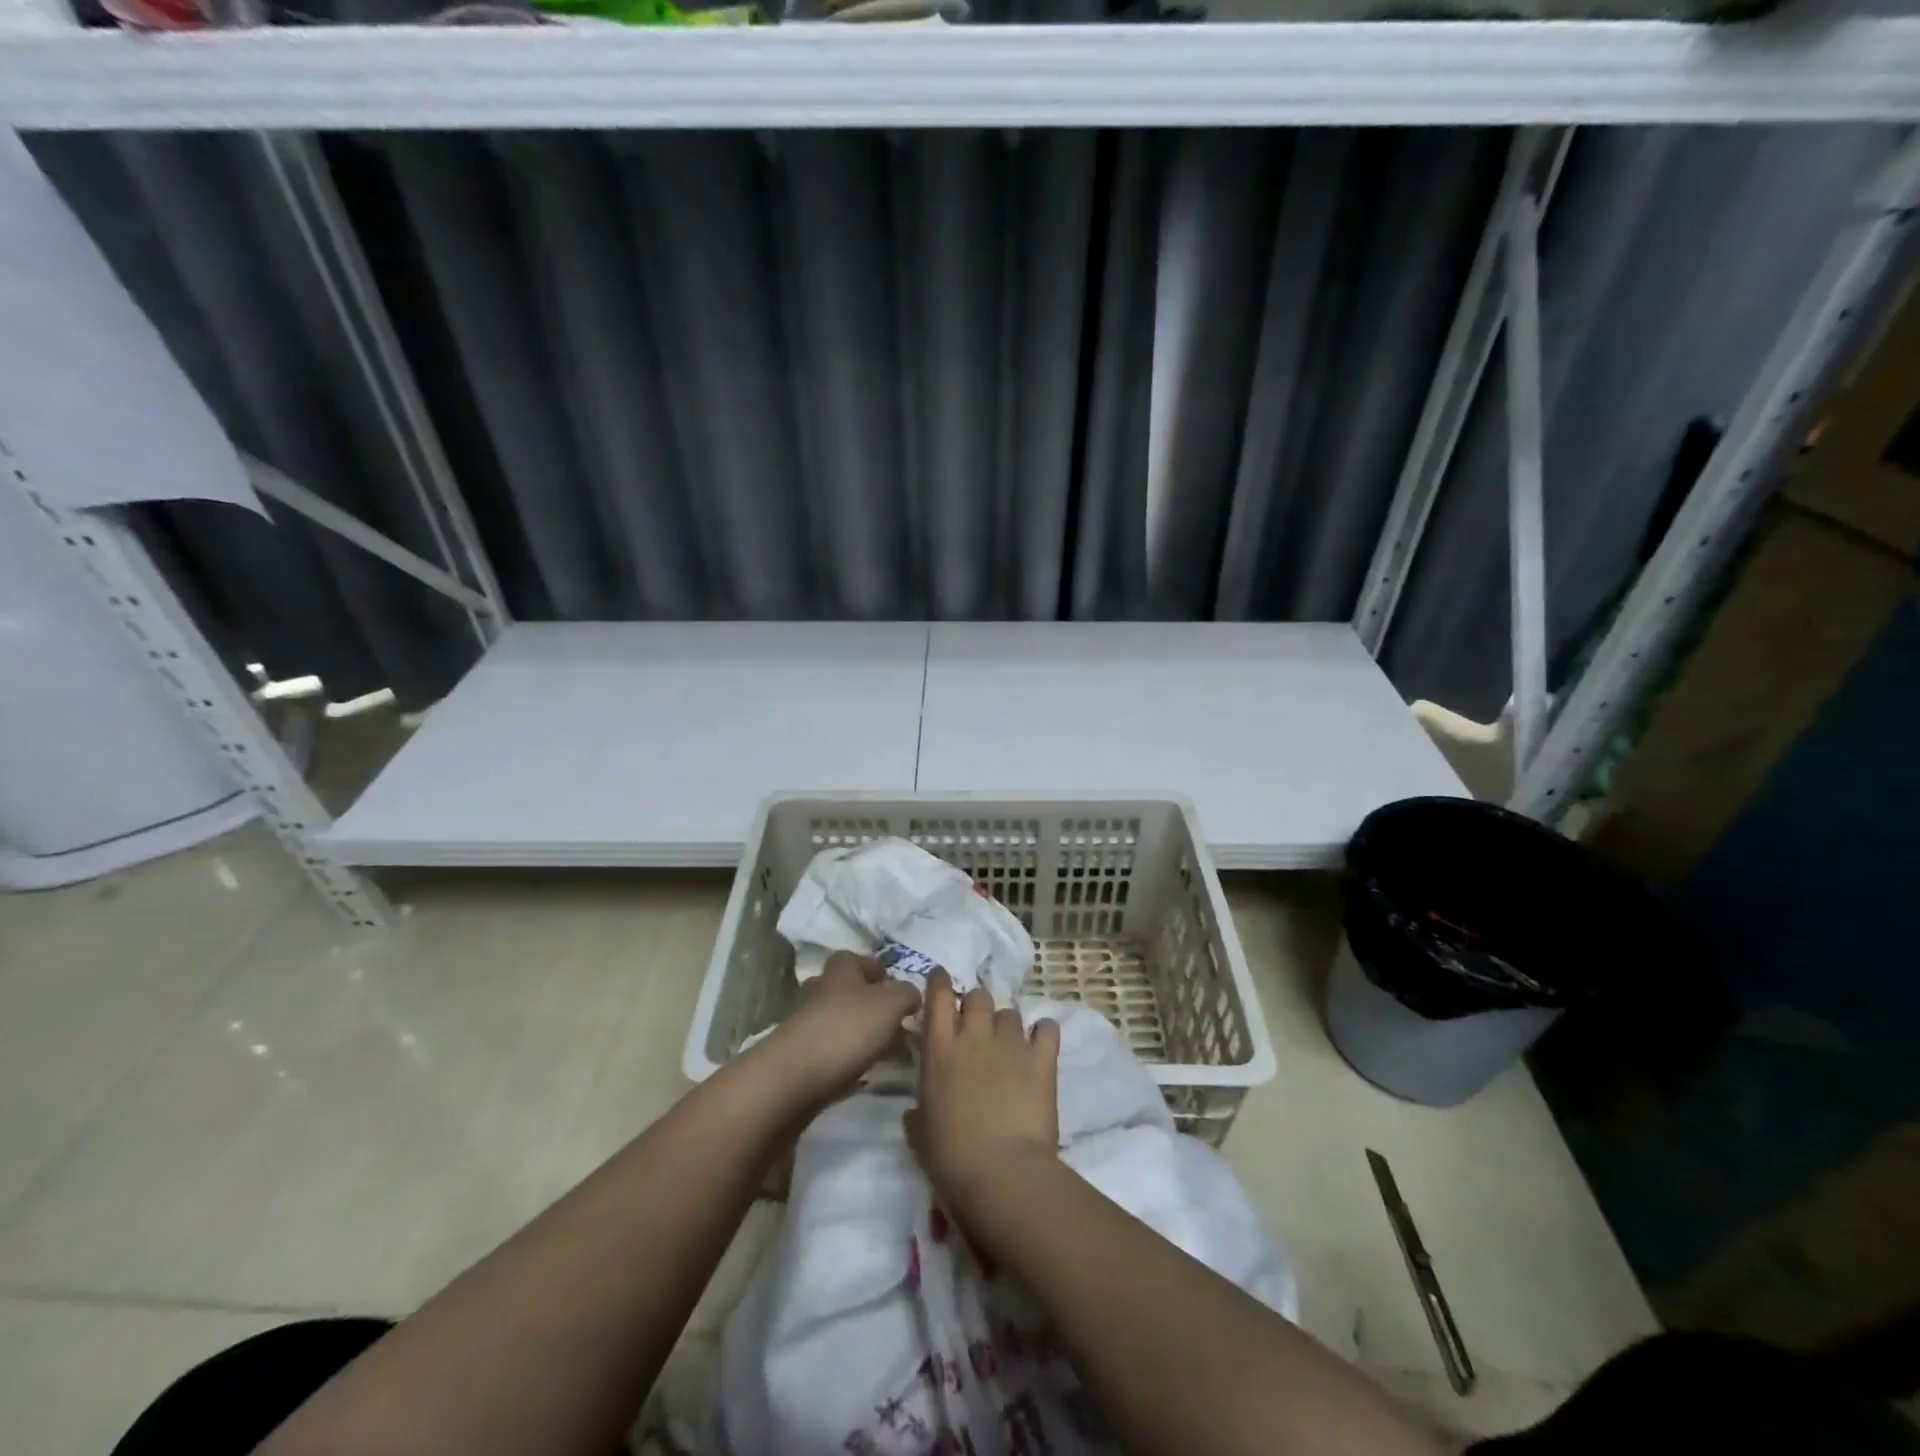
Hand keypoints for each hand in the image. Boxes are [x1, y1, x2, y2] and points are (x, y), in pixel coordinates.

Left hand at [762, 950, 919, 1108]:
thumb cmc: (847, 1029)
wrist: (795, 1076)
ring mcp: (804, 1020)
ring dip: (855, 1029)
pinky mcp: (797, 1052)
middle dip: (867, 1001)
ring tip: (880, 1048)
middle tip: (892, 1020)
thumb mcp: (891, 1004)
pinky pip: (827, 1046)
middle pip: (845, 988)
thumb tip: (911, 994)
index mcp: (840, 969)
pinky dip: (843, 1054)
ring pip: (835, 1017)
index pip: (857, 959)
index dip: (877, 970)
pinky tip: (859, 1069)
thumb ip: (907, 993)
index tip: (896, 988)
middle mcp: (819, 988)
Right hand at [907, 968, 1059, 1207]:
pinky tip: (1041, 1043)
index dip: (940, 982)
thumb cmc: (951, 1157)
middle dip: (976, 1005)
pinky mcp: (1042, 1059)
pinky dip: (1043, 1032)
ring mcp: (1011, 1044)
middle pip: (978, 997)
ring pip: (1010, 1012)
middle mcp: (975, 1036)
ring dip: (1006, 1023)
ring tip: (1008, 1042)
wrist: (1002, 1172)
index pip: (938, 995)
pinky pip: (1047, 1029)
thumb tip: (914, 1112)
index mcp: (940, 1050)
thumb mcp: (921, 1135)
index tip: (941, 981)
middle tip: (976, 1025)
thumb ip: (918, 1113)